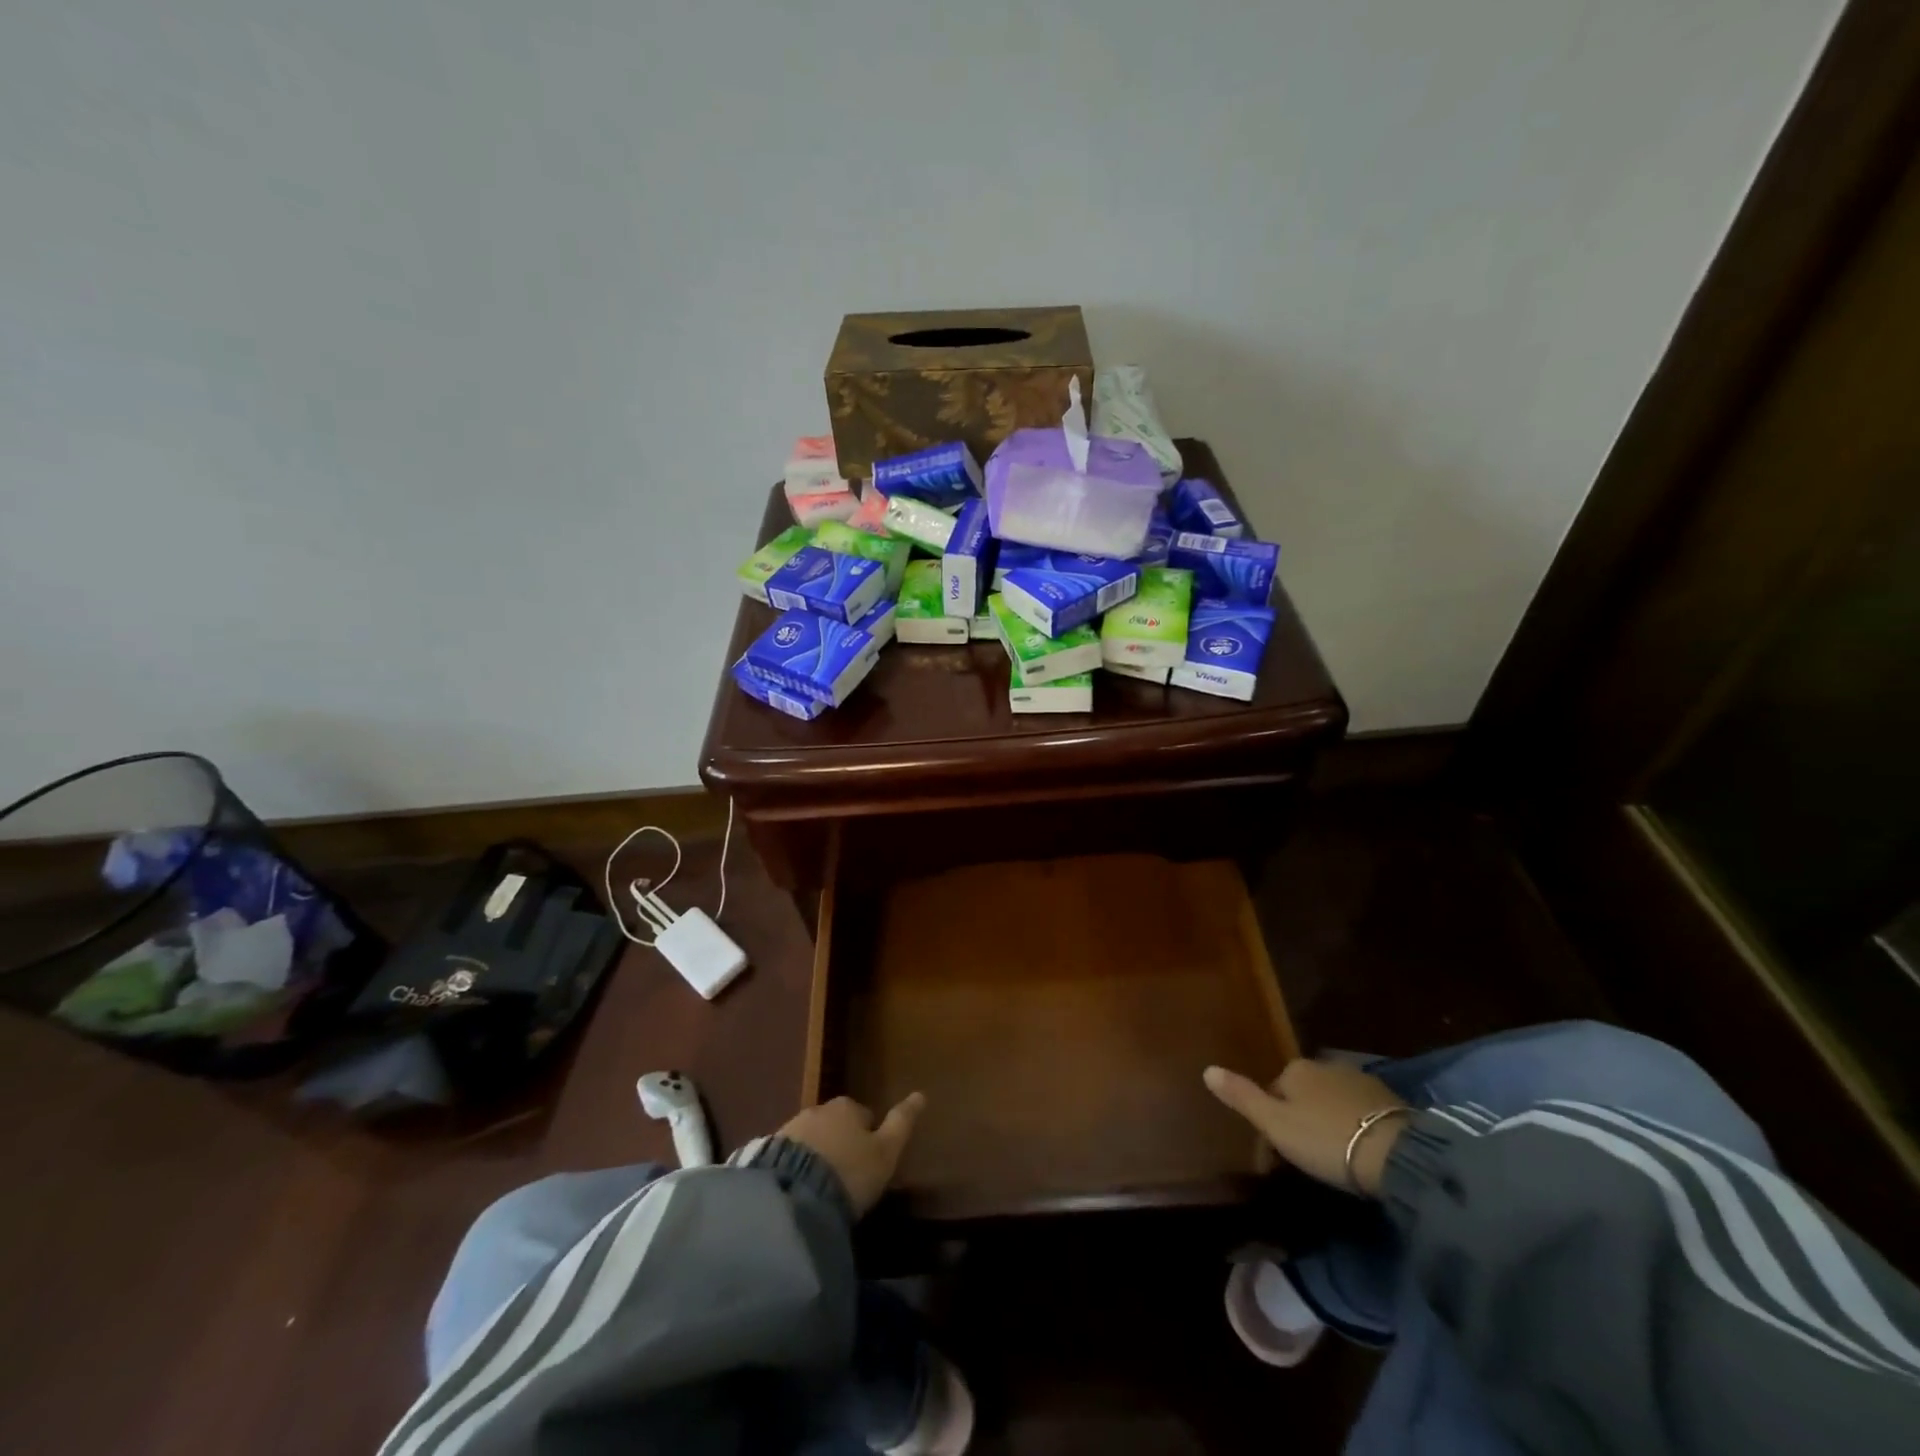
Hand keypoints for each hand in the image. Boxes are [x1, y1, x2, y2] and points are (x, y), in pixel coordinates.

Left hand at [778, 1092, 925, 1215]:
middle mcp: (818, 1109)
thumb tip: (921, 1094)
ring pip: (811, 1140)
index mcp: (848, 1107)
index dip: (869, 1138)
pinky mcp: (767, 1152)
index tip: (870, 1162)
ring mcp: (790, 1129)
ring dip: (817, 1156)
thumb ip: (902, 1123)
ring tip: (822, 1188)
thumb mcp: (886, 1152)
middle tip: (846, 1176)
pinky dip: (796, 1169)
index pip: (864, 1116)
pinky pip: (788, 1158)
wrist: (793, 1195)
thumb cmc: (850, 1172)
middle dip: (840, 1143)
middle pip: (835, 1125)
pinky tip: (800, 1191)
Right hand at [1204, 1059, 1407, 1195]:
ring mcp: (1359, 1079)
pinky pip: (1359, 1109)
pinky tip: (1360, 1147)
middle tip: (1305, 1155)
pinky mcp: (1389, 1099)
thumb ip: (1242, 1097)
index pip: (1273, 1091)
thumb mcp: (1275, 1124)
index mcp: (1295, 1069)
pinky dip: (1354, 1124)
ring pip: (1331, 1098)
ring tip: (1334, 1153)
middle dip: (1301, 1117)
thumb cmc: (1326, 1139)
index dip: (1272, 1122)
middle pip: (1303, 1092)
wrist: (1397, 1155)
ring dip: (1328, 1119)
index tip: (1277, 1155)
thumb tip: (1207, 1069)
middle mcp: (1325, 1065)